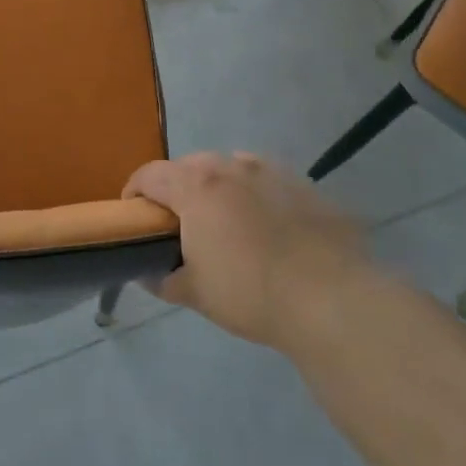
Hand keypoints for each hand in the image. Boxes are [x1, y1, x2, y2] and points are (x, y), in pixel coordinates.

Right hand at [124, 152, 370, 350]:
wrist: (331, 299)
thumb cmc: (250, 293)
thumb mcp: (196, 293)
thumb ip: (164, 279)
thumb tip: (148, 274)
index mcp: (196, 186)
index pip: (149, 174)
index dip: (134, 192)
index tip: (134, 216)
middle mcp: (231, 166)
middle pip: (190, 166)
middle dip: (178, 188)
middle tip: (180, 224)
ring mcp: (272, 171)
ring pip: (231, 168)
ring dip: (219, 187)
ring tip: (226, 222)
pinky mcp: (305, 185)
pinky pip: (267, 181)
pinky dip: (256, 194)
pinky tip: (268, 227)